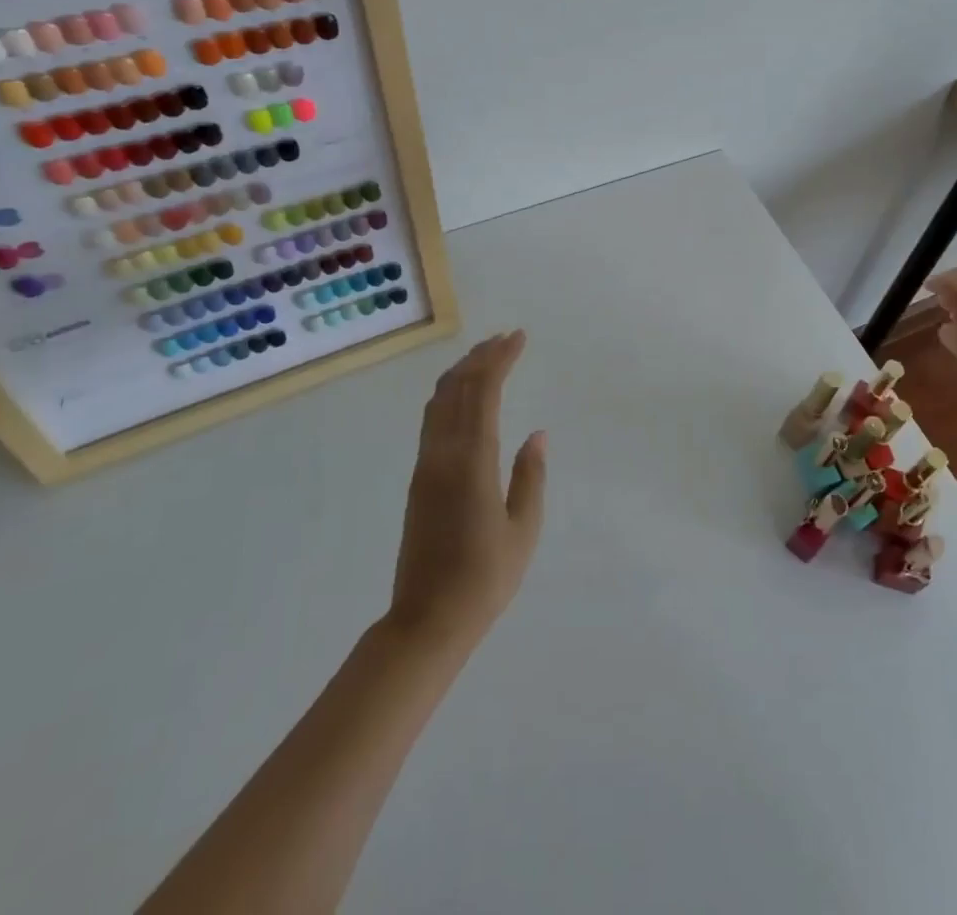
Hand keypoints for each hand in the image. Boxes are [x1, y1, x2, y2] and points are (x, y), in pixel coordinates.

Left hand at [386, 331, 546, 650]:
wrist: (427, 619)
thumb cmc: (484, 578)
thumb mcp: (523, 530)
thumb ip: (530, 477)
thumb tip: (537, 434)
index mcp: (473, 462)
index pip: (484, 393)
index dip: (500, 360)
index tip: (518, 338)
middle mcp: (444, 453)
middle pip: (459, 388)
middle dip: (482, 357)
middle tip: (506, 338)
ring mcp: (426, 464)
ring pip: (440, 401)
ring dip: (463, 372)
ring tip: (486, 356)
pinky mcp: (419, 477)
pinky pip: (432, 419)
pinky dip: (449, 394)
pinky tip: (462, 394)